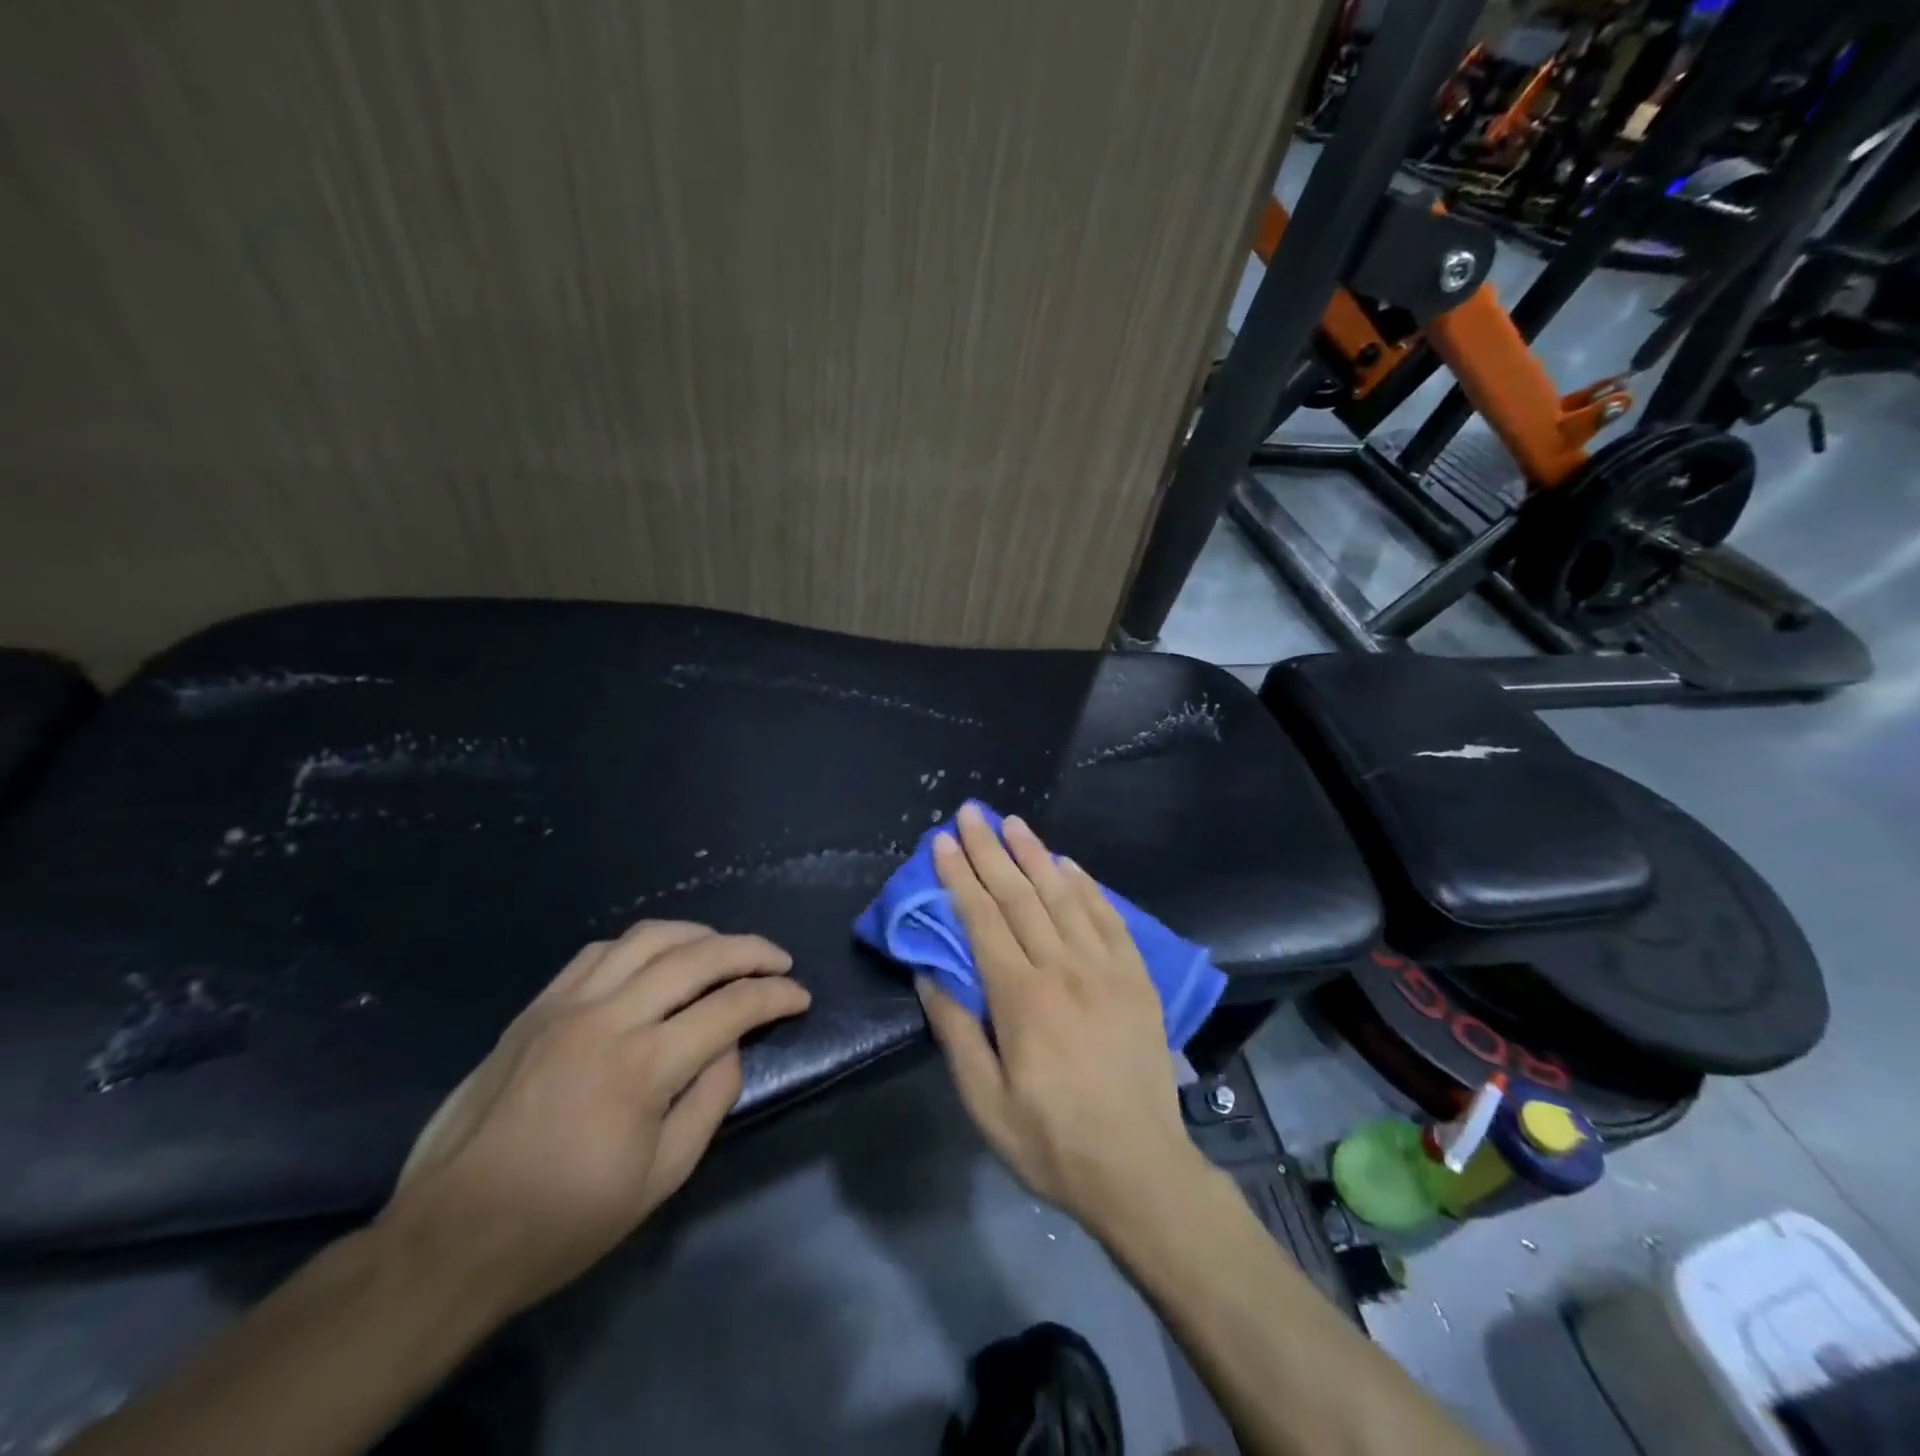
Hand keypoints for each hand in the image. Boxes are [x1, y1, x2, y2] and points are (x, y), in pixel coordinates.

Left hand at [385, 921, 809, 1316]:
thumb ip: (711, 1099)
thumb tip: (731, 1046)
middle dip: (750, 950)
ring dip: (699, 935)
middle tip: (779, 961)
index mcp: (644, 1066)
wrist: (451, 1237)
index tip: (800, 997)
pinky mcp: (536, 1007)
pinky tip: (656, 962)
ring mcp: (567, 1004)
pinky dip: (642, 945)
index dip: (776, 995)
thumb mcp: (662, 1176)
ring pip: (649, 938)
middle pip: (697, 955)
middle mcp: (609, 1017)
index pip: (731, 1006)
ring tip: (724, 950)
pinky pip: (599, 951)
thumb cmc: (565, 1220)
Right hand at [918, 804, 1204, 1233]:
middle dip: (990, 850)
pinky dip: (1087, 886)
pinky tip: (1069, 865)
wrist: (1138, 1169)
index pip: (983, 919)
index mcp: (1021, 997)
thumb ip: (955, 1031)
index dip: (960, 876)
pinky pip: (1109, 918)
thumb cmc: (1050, 1139)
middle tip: (971, 813)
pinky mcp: (1136, 977)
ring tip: (1013, 822)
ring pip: (1064, 896)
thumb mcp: (984, 1101)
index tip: (943, 842)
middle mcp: (1063, 968)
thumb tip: (929, 974)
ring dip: (1036, 855)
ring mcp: (1105, 968)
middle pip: (1020, 895)